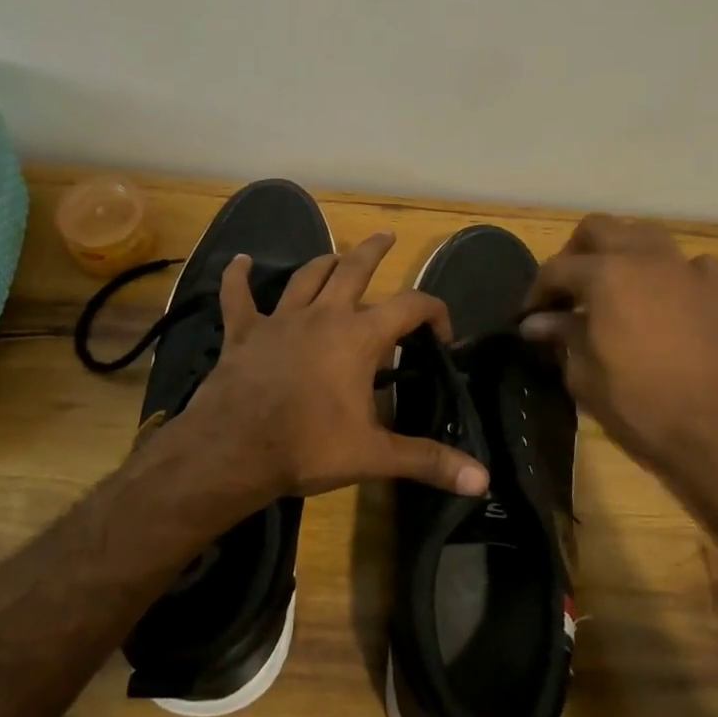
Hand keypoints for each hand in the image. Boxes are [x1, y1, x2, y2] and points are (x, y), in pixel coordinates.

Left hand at [171, 231, 490, 505]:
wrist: (234, 450)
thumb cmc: (309, 447)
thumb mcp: (374, 455)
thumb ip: (428, 461)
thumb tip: (483, 480)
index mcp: (359, 337)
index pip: (410, 306)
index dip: (434, 311)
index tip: (443, 335)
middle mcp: (323, 316)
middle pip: (353, 269)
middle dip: (373, 251)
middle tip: (386, 235)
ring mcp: (280, 319)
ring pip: (306, 277)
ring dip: (323, 262)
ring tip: (336, 256)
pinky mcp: (243, 332)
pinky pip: (237, 297)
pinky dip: (237, 277)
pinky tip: (238, 261)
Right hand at [521, 215, 717, 495]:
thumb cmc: (640, 406)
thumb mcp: (584, 375)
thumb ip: (561, 336)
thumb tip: (537, 322)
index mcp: (605, 275)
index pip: (557, 268)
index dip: (538, 291)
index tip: (530, 317)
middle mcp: (645, 258)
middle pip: (599, 229)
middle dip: (575, 253)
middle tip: (567, 290)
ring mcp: (687, 270)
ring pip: (646, 235)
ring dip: (622, 251)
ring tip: (613, 285)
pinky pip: (692, 264)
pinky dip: (673, 273)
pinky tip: (668, 299)